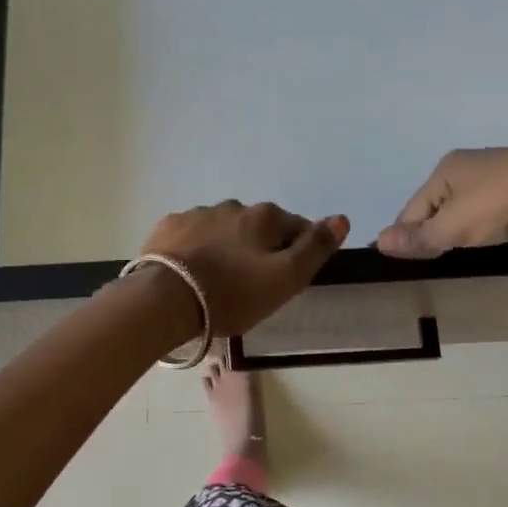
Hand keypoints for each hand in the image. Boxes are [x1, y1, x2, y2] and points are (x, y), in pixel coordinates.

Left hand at [136, 201, 349, 339]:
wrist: (166, 300)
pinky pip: (192, 236)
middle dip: (260, 248)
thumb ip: (315, 248)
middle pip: (258, 227)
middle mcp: (232, 206)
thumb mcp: (286, 278)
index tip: (289, 278)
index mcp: (264, 217)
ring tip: (219, 281)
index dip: (299, 252)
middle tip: (253, 284)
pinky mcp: (168, 228)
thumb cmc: (233, 293)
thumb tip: (341, 218)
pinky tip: (191, 272)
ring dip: (228, 247)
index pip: (296, 227)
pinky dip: (197, 249)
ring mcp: (197, 214)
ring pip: (224, 229)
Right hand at [377, 141, 507, 257]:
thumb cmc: (499, 202)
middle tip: (430, 259)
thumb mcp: (454, 226)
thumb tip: (378, 242)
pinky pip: (486, 207)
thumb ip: (420, 237)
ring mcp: (493, 173)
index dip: (405, 235)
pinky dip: (481, 222)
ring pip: (462, 206)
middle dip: (430, 229)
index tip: (404, 260)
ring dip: (456, 226)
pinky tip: (486, 235)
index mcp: (443, 171)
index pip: (411, 209)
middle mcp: (464, 166)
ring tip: (456, 250)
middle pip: (435, 206)